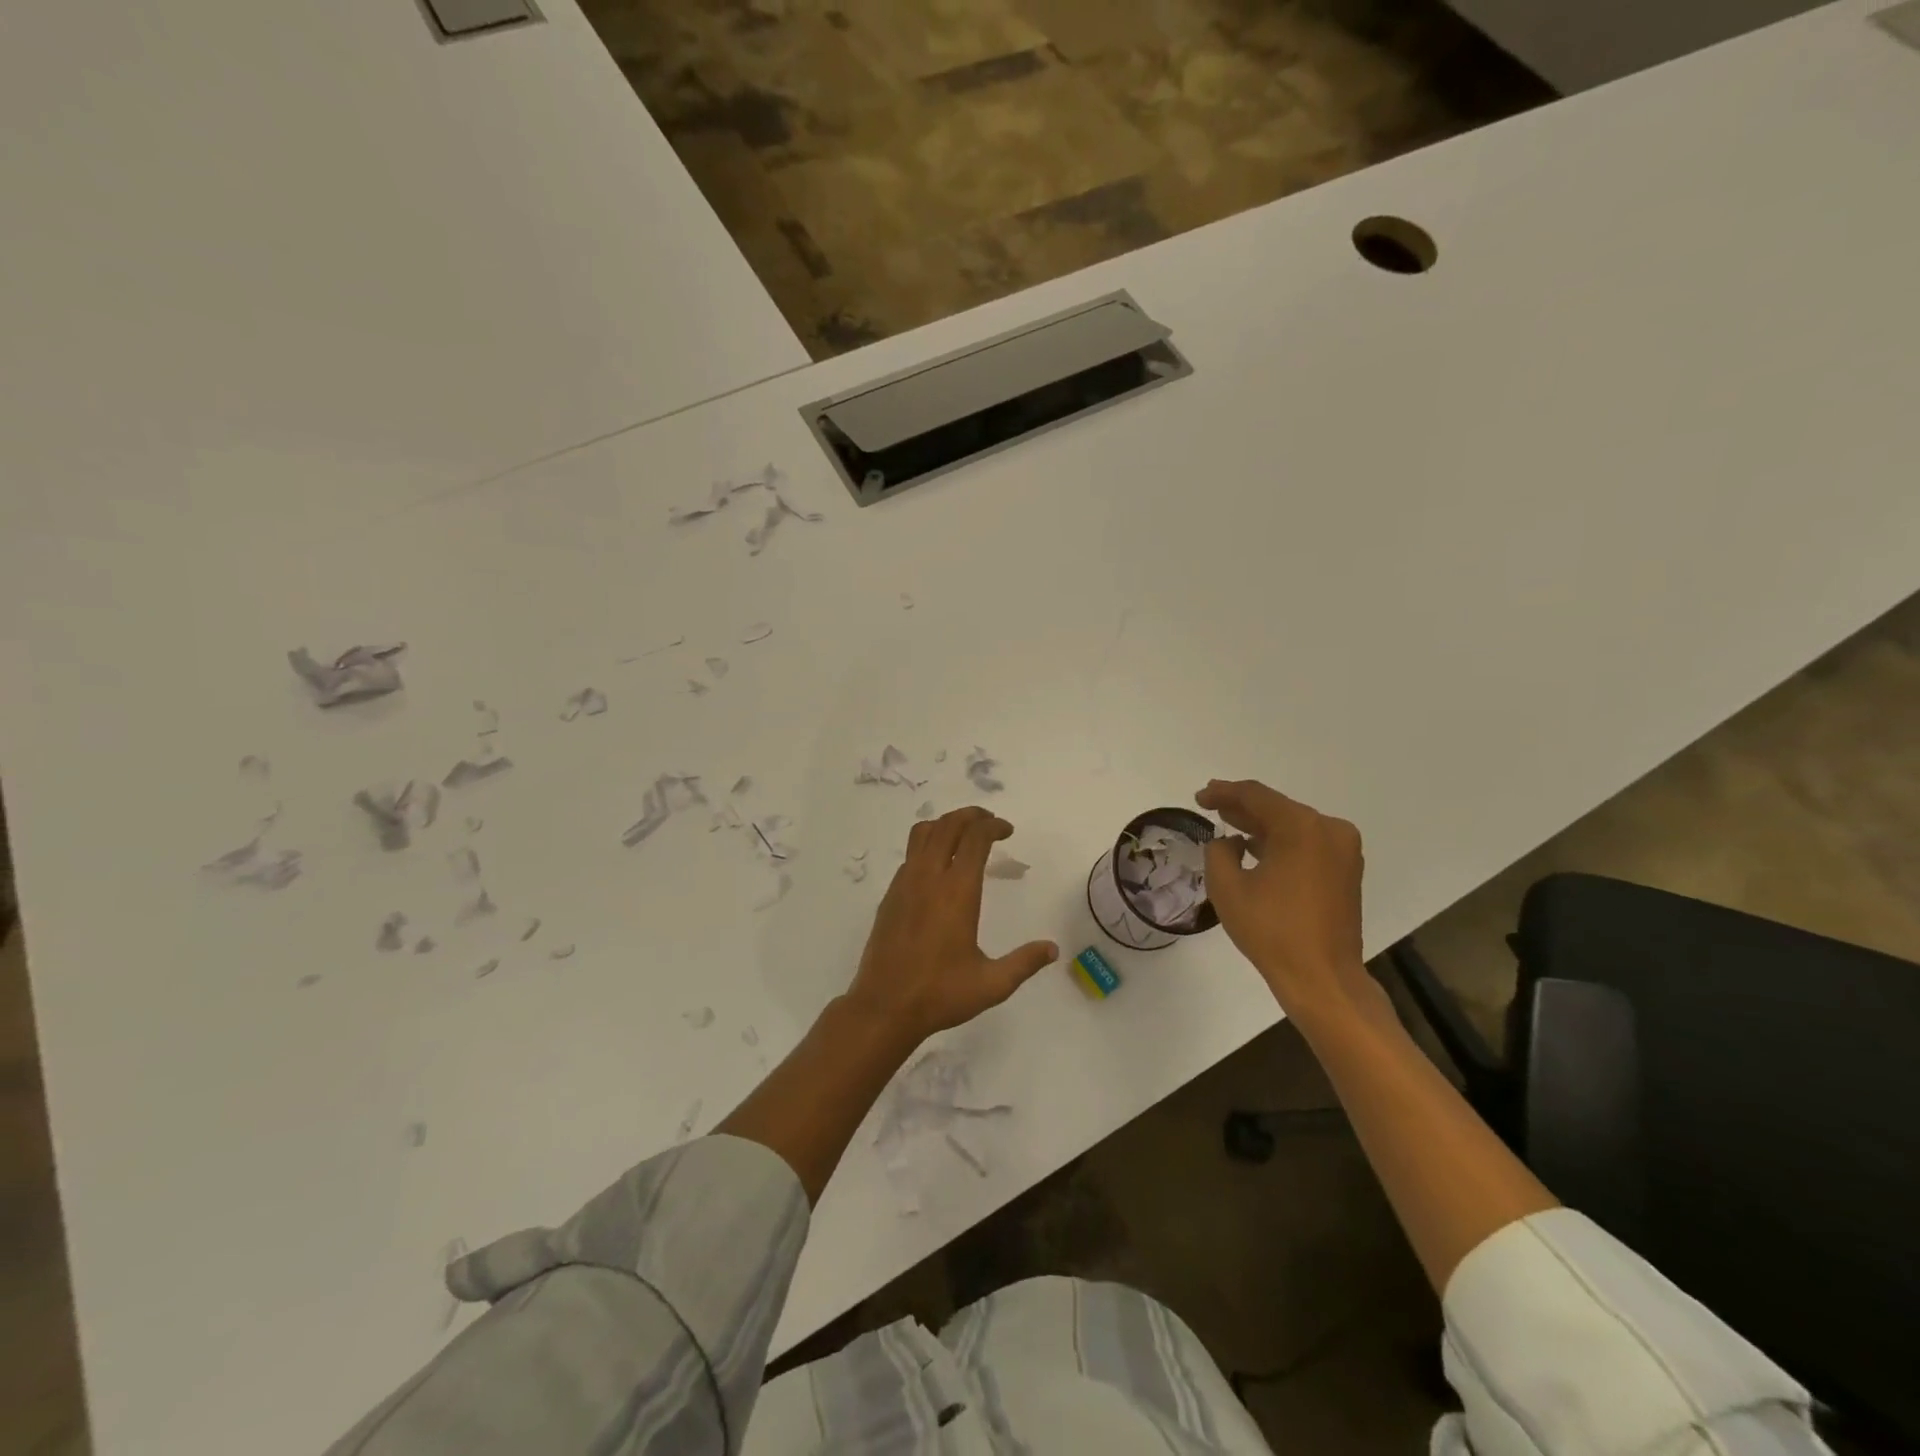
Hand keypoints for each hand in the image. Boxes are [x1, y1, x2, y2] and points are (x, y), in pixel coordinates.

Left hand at [847, 808, 1058, 1046]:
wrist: (884, 1007)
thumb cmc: (940, 994)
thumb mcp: (992, 984)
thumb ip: (1024, 963)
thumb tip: (1053, 949)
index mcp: (957, 891)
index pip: (975, 838)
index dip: (993, 826)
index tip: (1007, 831)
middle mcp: (928, 878)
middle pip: (947, 825)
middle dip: (970, 816)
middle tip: (989, 823)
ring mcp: (904, 884)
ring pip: (922, 834)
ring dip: (945, 824)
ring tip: (963, 834)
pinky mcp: (890, 896)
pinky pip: (910, 855)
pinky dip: (928, 845)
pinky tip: (939, 868)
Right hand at [1196, 780, 1372, 1022]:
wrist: (1322, 977)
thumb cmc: (1271, 930)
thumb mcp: (1227, 888)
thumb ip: (1219, 852)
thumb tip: (1229, 843)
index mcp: (1301, 827)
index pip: (1255, 796)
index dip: (1223, 792)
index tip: (1199, 797)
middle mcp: (1328, 829)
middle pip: (1277, 807)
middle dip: (1242, 807)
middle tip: (1211, 804)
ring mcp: (1343, 850)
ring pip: (1293, 825)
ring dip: (1261, 825)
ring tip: (1229, 823)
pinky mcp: (1346, 870)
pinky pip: (1307, 843)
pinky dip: (1281, 842)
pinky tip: (1256, 848)